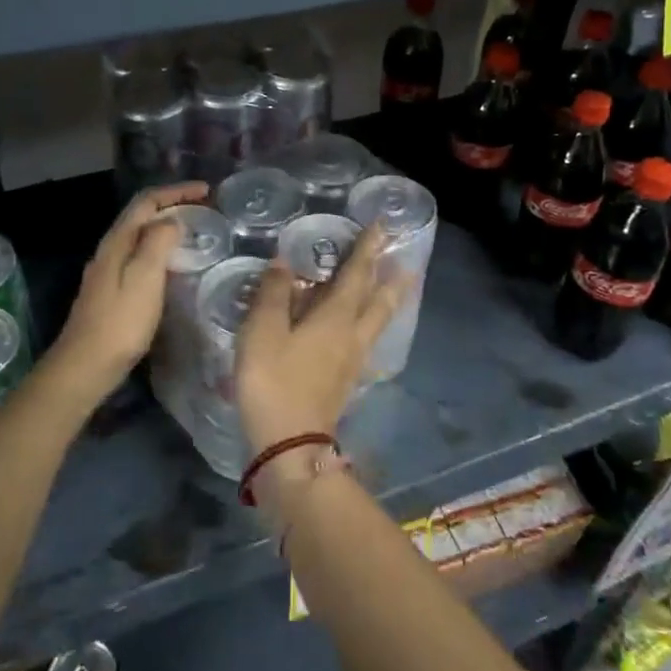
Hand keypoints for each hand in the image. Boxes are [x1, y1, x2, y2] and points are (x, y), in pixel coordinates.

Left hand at [48, 182, 208, 404]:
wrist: (85, 366)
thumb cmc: (120, 323)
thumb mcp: (144, 278)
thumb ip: (158, 243)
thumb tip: (172, 220)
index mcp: (117, 242)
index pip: (147, 201)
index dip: (177, 191)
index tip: (207, 191)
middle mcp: (110, 250)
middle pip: (142, 215)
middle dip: (173, 205)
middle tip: (206, 209)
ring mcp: (108, 271)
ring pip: (140, 236)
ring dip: (167, 227)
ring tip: (196, 232)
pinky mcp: (112, 290)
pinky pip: (140, 256)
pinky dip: (161, 250)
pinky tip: (174, 266)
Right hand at [234, 226, 405, 455]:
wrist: (290, 444)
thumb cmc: (273, 381)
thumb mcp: (262, 332)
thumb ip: (274, 293)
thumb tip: (285, 261)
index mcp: (336, 318)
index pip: (357, 274)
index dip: (367, 249)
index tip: (382, 226)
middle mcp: (352, 336)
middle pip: (380, 301)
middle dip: (392, 278)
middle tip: (408, 260)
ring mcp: (352, 361)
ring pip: (377, 322)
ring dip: (388, 300)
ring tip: (396, 287)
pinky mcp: (346, 381)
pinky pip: (366, 341)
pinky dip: (371, 324)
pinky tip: (363, 330)